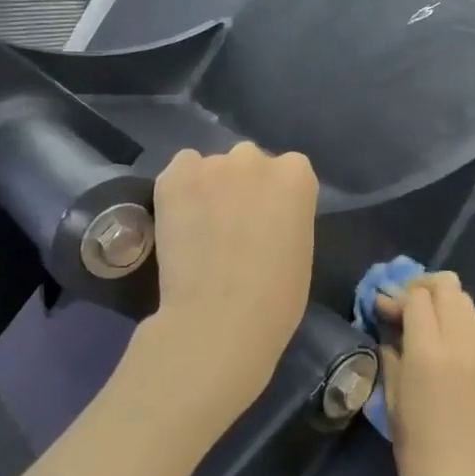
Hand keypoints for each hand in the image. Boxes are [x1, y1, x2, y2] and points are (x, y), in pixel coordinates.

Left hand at [145, 143, 317, 427]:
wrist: (220, 317)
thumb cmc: (276, 298)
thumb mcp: (300, 249)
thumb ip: (285, 218)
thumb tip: (262, 219)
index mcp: (297, 175)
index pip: (289, 171)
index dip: (275, 199)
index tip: (267, 224)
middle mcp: (256, 158)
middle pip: (249, 163)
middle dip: (243, 187)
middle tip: (233, 226)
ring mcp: (212, 164)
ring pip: (211, 168)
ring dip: (209, 188)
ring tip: (200, 228)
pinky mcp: (174, 177)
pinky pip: (180, 171)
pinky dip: (180, 191)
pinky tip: (180, 222)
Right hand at [377, 273, 474, 475]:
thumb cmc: (417, 454)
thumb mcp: (392, 402)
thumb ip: (391, 357)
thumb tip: (388, 331)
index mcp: (428, 353)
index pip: (416, 297)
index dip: (395, 296)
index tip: (379, 309)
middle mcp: (460, 344)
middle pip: (447, 287)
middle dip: (421, 288)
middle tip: (402, 308)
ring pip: (467, 301)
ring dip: (443, 301)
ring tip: (424, 321)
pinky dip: (462, 318)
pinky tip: (446, 338)